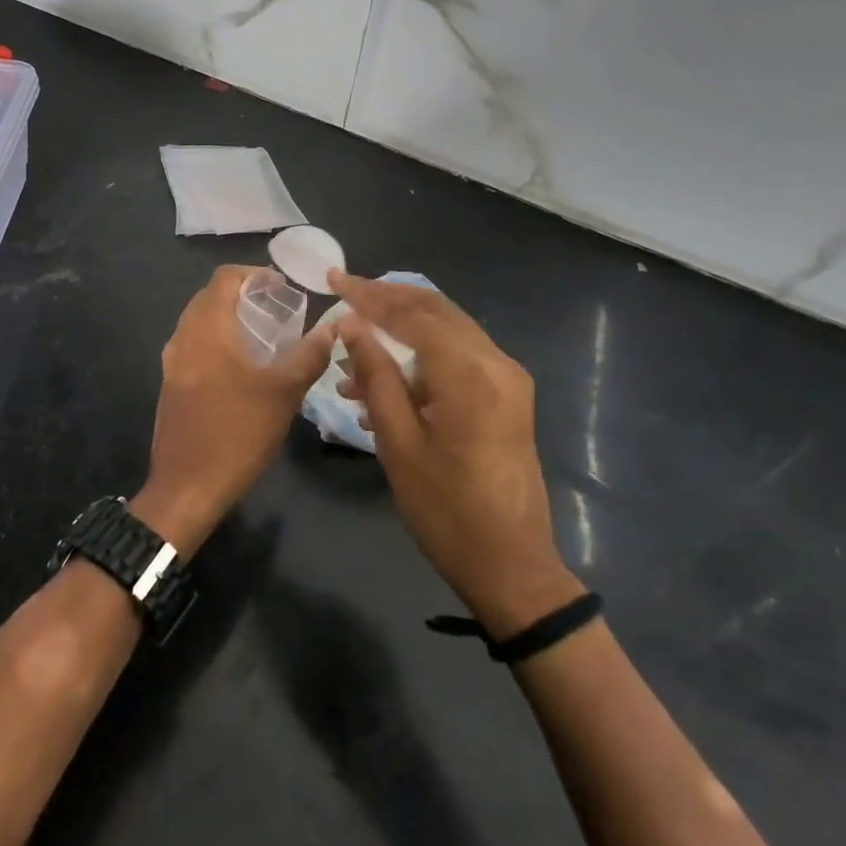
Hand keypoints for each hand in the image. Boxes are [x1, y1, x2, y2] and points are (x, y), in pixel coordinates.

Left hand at [132, 266, 334, 555]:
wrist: (187, 486)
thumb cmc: (237, 432)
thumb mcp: (284, 393)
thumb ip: (309, 355)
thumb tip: (334, 327)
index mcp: (207, 329)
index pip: (223, 278)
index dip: (252, 274)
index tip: (280, 286)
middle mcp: (183, 338)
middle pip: (208, 297)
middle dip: (241, 295)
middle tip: (275, 308)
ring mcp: (172, 363)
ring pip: (199, 322)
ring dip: (228, 319)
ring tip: (262, 335)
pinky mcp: (170, 385)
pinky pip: (193, 346)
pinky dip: (216, 341)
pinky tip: (241, 366)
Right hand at [329, 271, 580, 636]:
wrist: (512, 566)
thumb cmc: (446, 511)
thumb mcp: (399, 443)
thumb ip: (376, 376)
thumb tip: (351, 324)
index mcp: (470, 375)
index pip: (413, 315)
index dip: (369, 295)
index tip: (333, 278)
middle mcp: (496, 363)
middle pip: (435, 311)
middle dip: (387, 300)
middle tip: (344, 293)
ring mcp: (507, 379)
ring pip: (447, 331)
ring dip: (401, 331)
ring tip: (352, 353)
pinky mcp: (507, 396)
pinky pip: (458, 358)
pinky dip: (421, 358)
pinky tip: (383, 383)